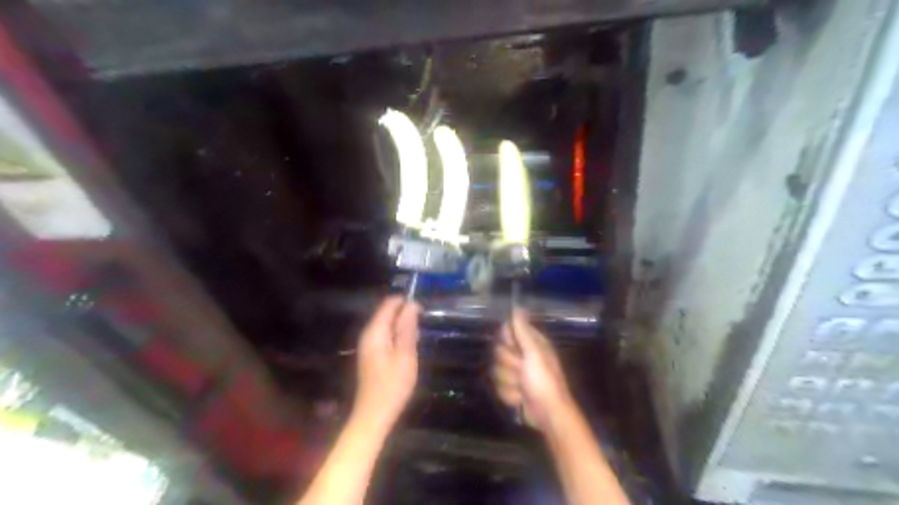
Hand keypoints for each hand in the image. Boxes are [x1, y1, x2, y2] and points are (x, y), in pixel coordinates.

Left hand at [353, 296, 419, 434]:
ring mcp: (368, 345)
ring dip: (403, 328)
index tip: (423, 312)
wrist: (374, 416)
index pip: (389, 303)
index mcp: (375, 331)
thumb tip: (411, 304)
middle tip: (421, 332)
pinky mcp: (371, 355)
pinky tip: (407, 352)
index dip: (406, 302)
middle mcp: (368, 334)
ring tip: (417, 342)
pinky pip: (386, 336)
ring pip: (388, 325)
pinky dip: (398, 338)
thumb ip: (407, 328)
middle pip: (387, 313)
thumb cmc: (393, 386)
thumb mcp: (405, 355)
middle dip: (405, 316)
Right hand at [491, 310, 574, 430]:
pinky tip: (520, 399)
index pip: (508, 330)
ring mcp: (516, 373)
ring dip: (509, 382)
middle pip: (499, 351)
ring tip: (523, 388)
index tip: (513, 347)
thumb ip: (523, 331)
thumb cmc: (544, 381)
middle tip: (522, 371)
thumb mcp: (534, 353)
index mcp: (531, 343)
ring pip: (497, 371)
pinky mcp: (511, 388)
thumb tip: (517, 307)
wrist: (548, 414)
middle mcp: (523, 355)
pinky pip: (498, 386)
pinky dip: (509, 395)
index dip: (507, 339)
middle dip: (509, 365)